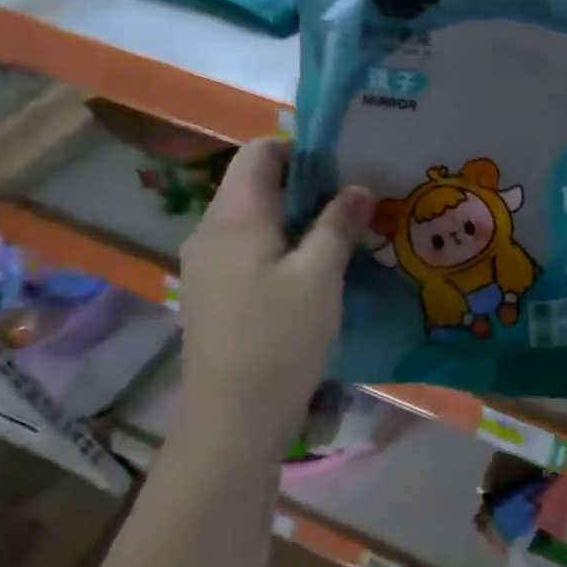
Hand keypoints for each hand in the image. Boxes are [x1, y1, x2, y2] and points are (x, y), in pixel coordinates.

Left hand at [175, 138, 373, 459]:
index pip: (260, 152)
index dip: (303, 148)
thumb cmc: (279, 338)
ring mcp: (208, 264)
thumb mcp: (320, 275)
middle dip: (307, 183)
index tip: (347, 165)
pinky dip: (283, 244)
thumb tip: (358, 186)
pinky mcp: (214, 292)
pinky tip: (316, 268)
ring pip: (256, 218)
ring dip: (298, 216)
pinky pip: (250, 248)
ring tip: (345, 231)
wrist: (232, 418)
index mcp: (234, 216)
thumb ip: (338, 223)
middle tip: (356, 198)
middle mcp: (211, 231)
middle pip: (256, 183)